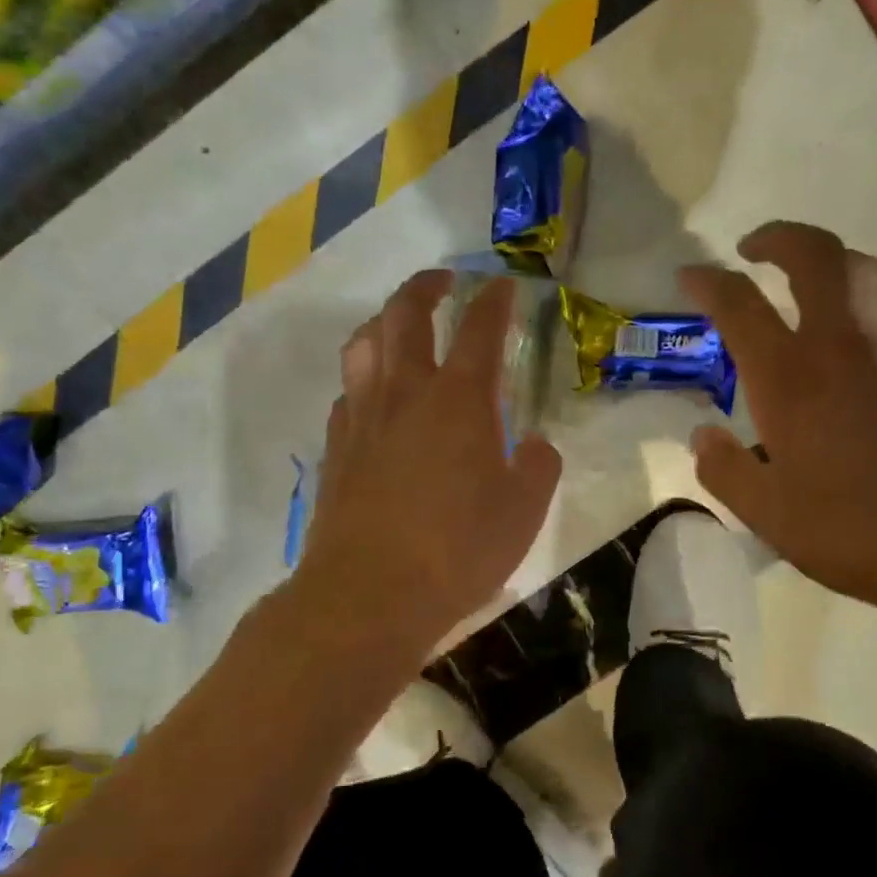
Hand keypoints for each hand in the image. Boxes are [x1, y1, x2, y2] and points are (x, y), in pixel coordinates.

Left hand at [296, 270, 562, 650]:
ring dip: (384, 321)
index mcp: (459, 399)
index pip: (480, 329)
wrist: (370, 593)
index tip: (503, 287)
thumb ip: (539, 467)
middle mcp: (406, 392)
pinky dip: (364, 377)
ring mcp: (364, 417)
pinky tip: (375, 396)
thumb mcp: (523, 512)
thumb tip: (537, 444)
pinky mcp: (337, 448)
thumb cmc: (457, 550)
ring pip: (364, 344)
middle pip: (405, 314)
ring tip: (398, 325)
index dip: (494, 301)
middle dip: (426, 286)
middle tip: (443, 282)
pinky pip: (348, 391)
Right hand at [681, 222, 876, 634]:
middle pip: (817, 255)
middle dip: (780, 237)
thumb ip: (724, 468)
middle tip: (753, 249)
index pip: (740, 304)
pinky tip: (845, 343)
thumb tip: (703, 436)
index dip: (708, 281)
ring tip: (801, 285)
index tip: (689, 275)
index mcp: (791, 377)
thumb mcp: (766, 513)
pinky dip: (857, 301)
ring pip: (863, 272)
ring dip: (826, 262)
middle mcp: (844, 344)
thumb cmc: (852, 528)